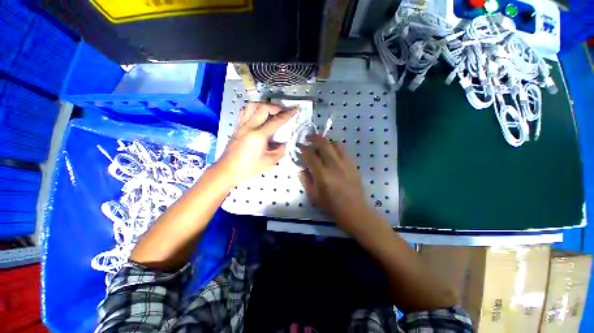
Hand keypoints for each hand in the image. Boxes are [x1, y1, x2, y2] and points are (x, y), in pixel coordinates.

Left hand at [218, 102, 296, 185]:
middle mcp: (249, 126)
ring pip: (251, 106)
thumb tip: (284, 144)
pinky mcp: (236, 128)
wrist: (227, 170)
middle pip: (262, 108)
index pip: (276, 121)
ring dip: (262, 105)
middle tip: (282, 111)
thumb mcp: (269, 162)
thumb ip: (280, 151)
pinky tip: (257, 116)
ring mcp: (241, 126)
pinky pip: (244, 112)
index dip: (287, 114)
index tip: (294, 109)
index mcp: (259, 135)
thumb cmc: (249, 168)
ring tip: (269, 111)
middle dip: (275, 107)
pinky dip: (253, 110)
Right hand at [299, 134, 372, 232]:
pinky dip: (335, 147)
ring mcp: (345, 163)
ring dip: (326, 141)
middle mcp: (334, 165)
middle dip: (314, 137)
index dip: (303, 149)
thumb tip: (301, 169)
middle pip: (324, 144)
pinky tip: (332, 152)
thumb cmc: (331, 205)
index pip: (310, 155)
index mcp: (322, 174)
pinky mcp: (352, 164)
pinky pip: (343, 150)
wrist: (354, 210)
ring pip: (335, 144)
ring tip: (321, 143)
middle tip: (308, 137)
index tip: (300, 147)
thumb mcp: (313, 196)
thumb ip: (305, 180)